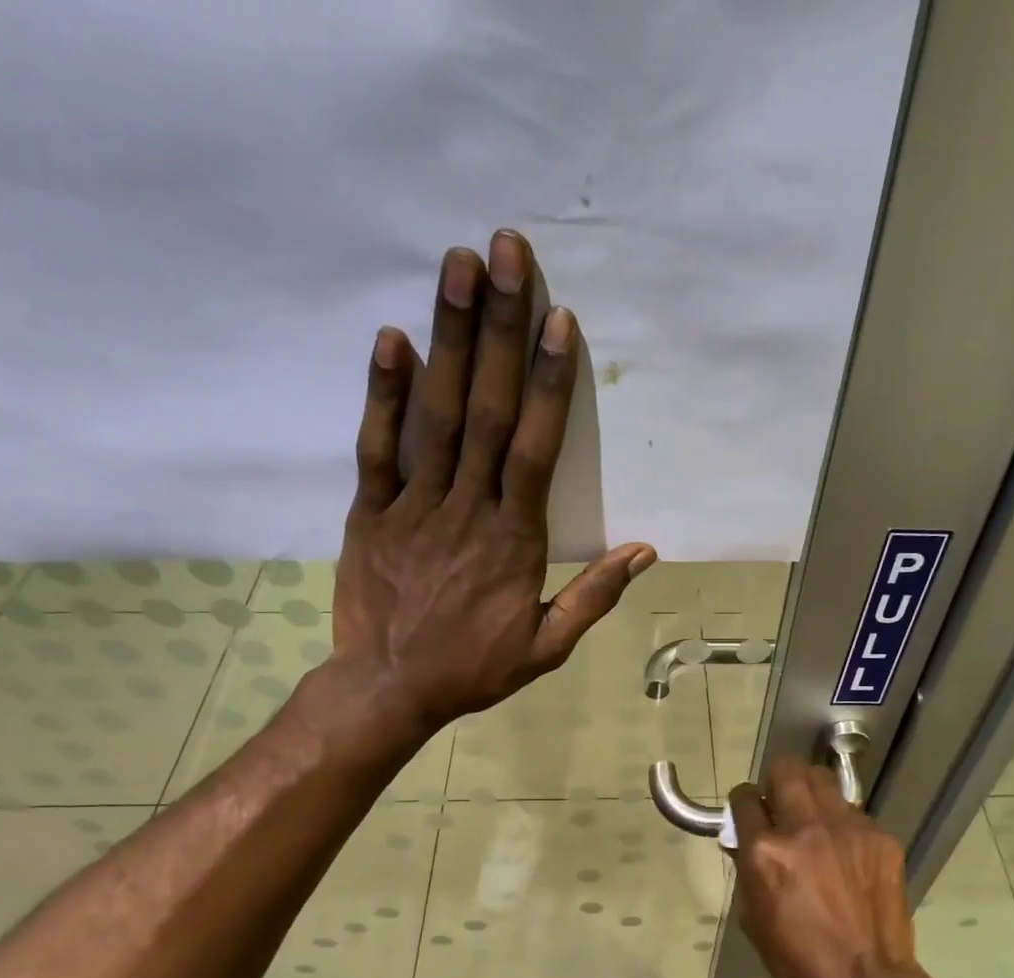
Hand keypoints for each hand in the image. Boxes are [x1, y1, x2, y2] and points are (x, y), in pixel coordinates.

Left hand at [328, 229, 655, 737]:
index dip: (547, 384)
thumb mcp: (547, 646)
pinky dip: (384, 394)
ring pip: (436, 416)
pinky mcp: (369, 512)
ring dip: (449, 339)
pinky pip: (377, 448)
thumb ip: (593, 596)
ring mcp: (413, 506)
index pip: (535, 450)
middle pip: (487, 411)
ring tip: (458, 267)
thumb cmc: (474, 668)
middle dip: (499, 330)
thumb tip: (643, 551)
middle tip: (507, 252)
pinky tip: (392, 338)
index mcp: (513, 540)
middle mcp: (466, 509)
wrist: (389, 689)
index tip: (558, 321)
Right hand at [727, 757, 941, 977]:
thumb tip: (748, 841)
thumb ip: (749, 869)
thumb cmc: (799, 960)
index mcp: (765, 851)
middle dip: (776, 779)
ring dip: (811, 793)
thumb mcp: (754, 917)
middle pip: (786, 768)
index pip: (743, 799)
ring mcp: (848, 828)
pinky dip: (843, 825)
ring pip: (822, 780)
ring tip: (815, 820)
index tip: (749, 811)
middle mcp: (805, 828)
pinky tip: (847, 854)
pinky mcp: (880, 837)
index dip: (742, 803)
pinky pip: (854, 813)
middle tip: (780, 801)